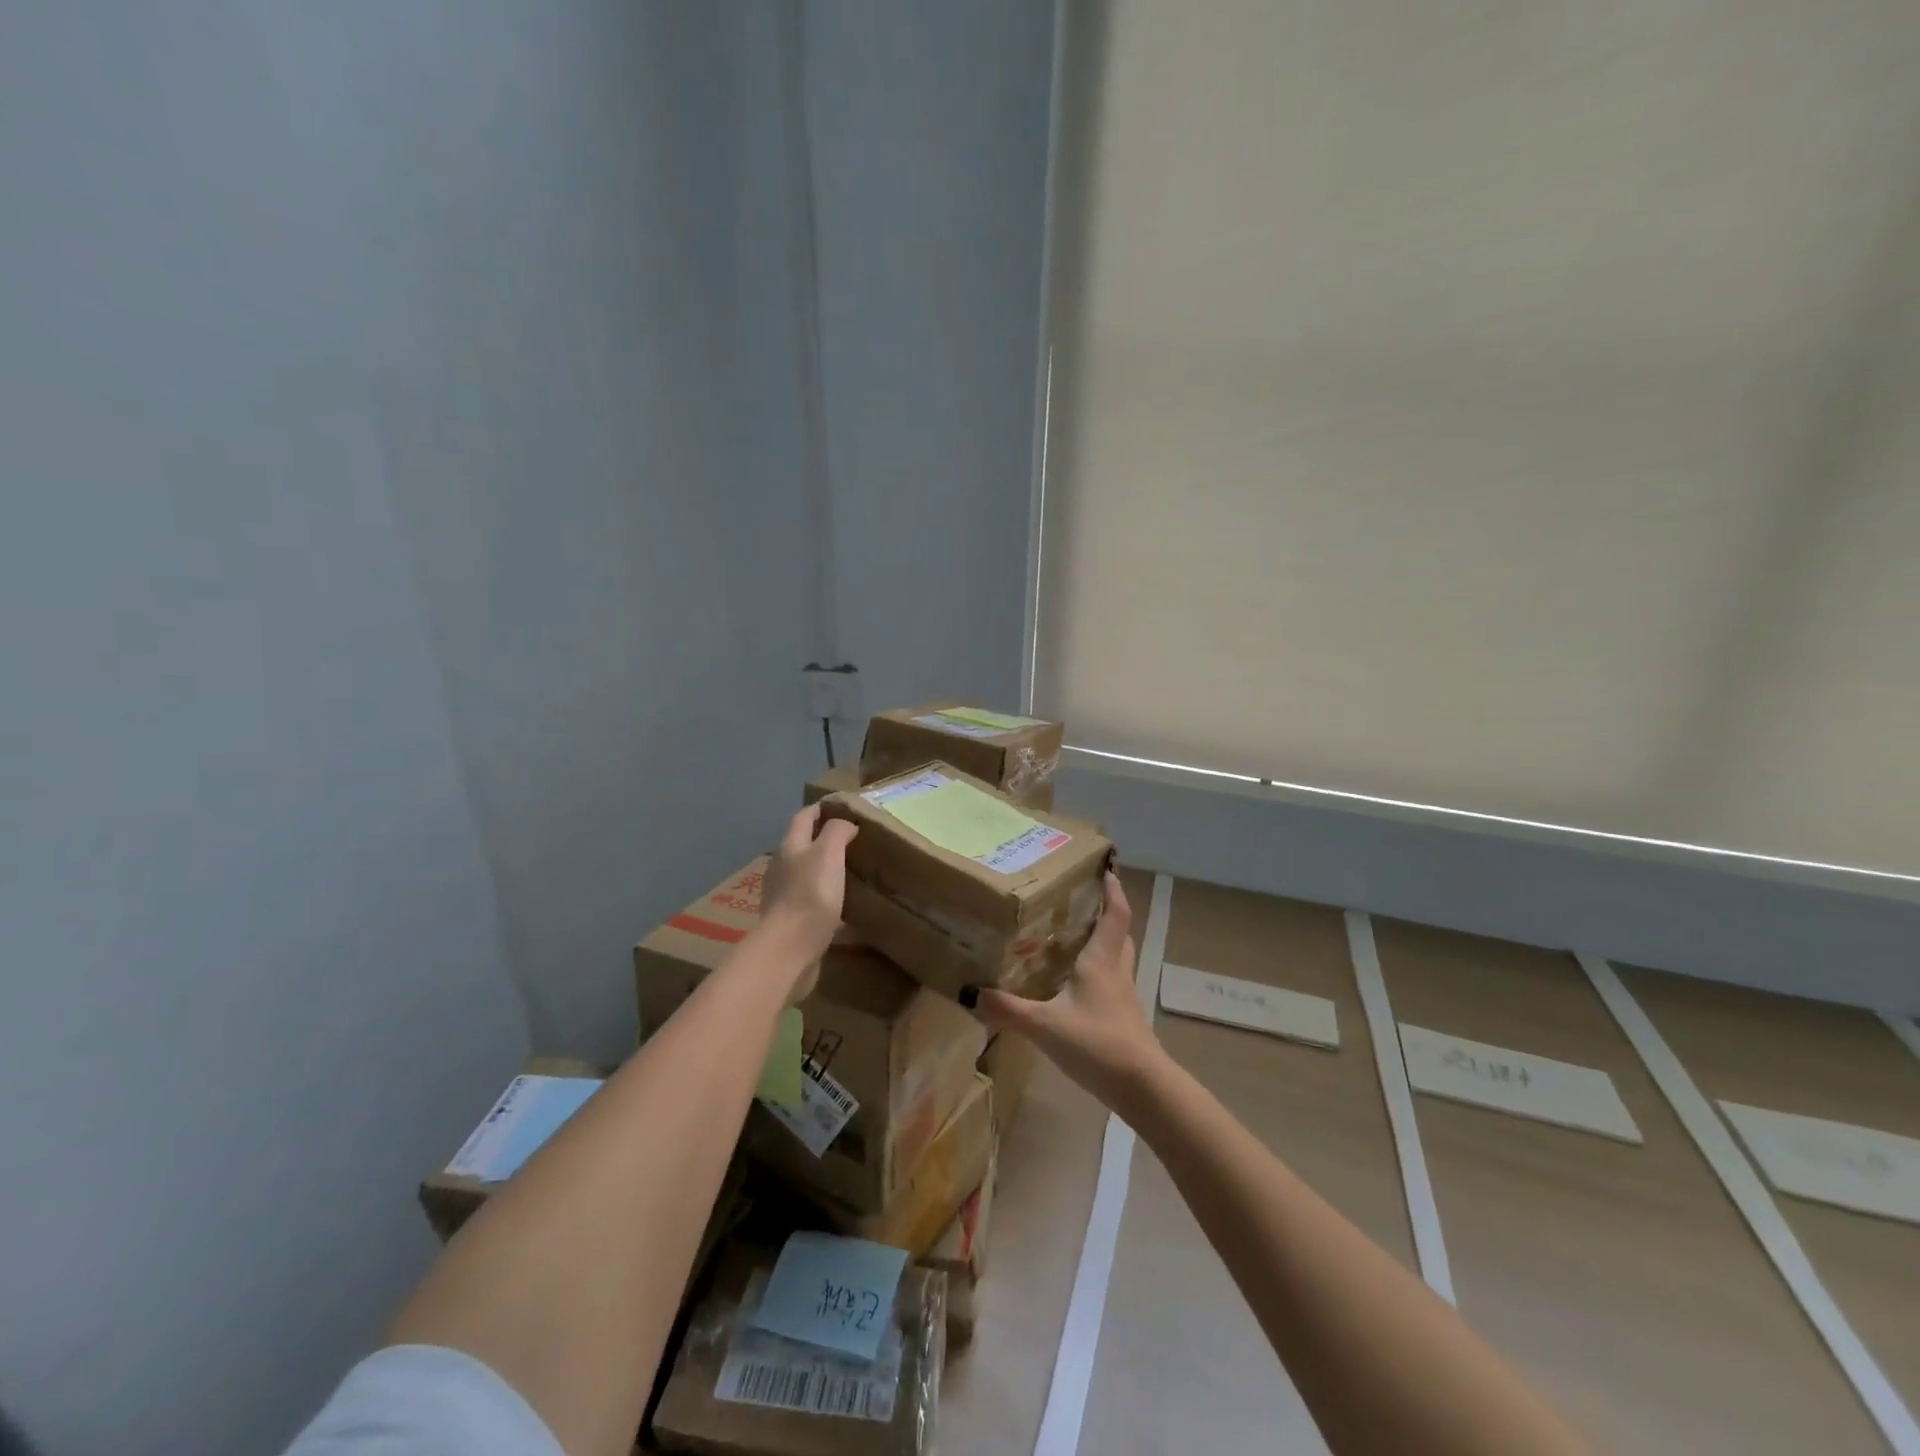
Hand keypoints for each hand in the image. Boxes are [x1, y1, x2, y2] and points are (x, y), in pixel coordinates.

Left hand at [758, 805, 857, 981]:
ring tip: (849, 872)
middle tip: (851, 840)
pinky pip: (809, 902)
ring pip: (805, 874)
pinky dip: (824, 898)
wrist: (789, 950)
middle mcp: (781, 868)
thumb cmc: (810, 896)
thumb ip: (836, 832)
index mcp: (790, 848)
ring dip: (823, 869)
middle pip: (801, 845)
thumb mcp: (828, 854)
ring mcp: (783, 896)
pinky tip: (842, 908)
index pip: (803, 818)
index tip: (840, 806)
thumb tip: (844, 824)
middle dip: (822, 839)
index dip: (820, 809)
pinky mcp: (790, 921)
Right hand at [977, 873, 1164, 1112]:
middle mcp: (1116, 972)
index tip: (1106, 869)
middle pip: (1120, 933)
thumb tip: (970, 993)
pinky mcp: (1123, 1019)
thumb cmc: (1097, 1043)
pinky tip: (1077, 986)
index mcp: (1101, 961)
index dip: (1113, 890)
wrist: (1142, 1088)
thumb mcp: (1045, 1026)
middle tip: (1083, 902)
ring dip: (1105, 942)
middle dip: (1107, 913)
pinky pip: (1112, 983)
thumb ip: (1008, 1009)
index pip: (1115, 914)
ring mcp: (1123, 997)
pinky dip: (1099, 973)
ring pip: (1118, 958)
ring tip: (1077, 937)